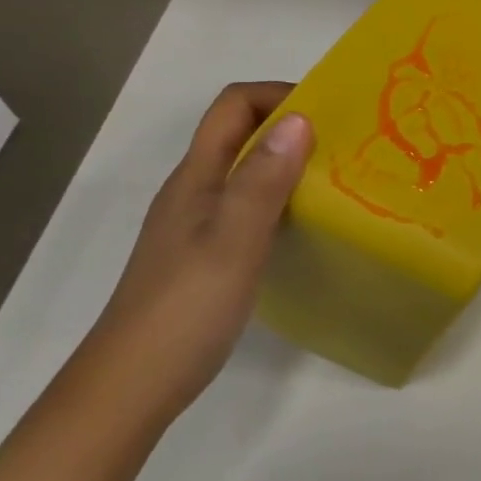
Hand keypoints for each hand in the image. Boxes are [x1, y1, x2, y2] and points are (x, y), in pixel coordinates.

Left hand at [70, 82, 312, 425]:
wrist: (133, 385)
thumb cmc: (186, 306)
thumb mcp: (234, 238)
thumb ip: (264, 179)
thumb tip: (300, 118)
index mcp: (198, 176)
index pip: (234, 105)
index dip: (279, 95)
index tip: (329, 112)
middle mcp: (196, 190)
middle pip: (243, 133)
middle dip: (293, 126)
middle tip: (347, 144)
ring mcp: (200, 223)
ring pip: (249, 170)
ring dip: (292, 163)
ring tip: (340, 179)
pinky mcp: (209, 252)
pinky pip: (251, 204)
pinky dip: (284, 198)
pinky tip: (310, 222)